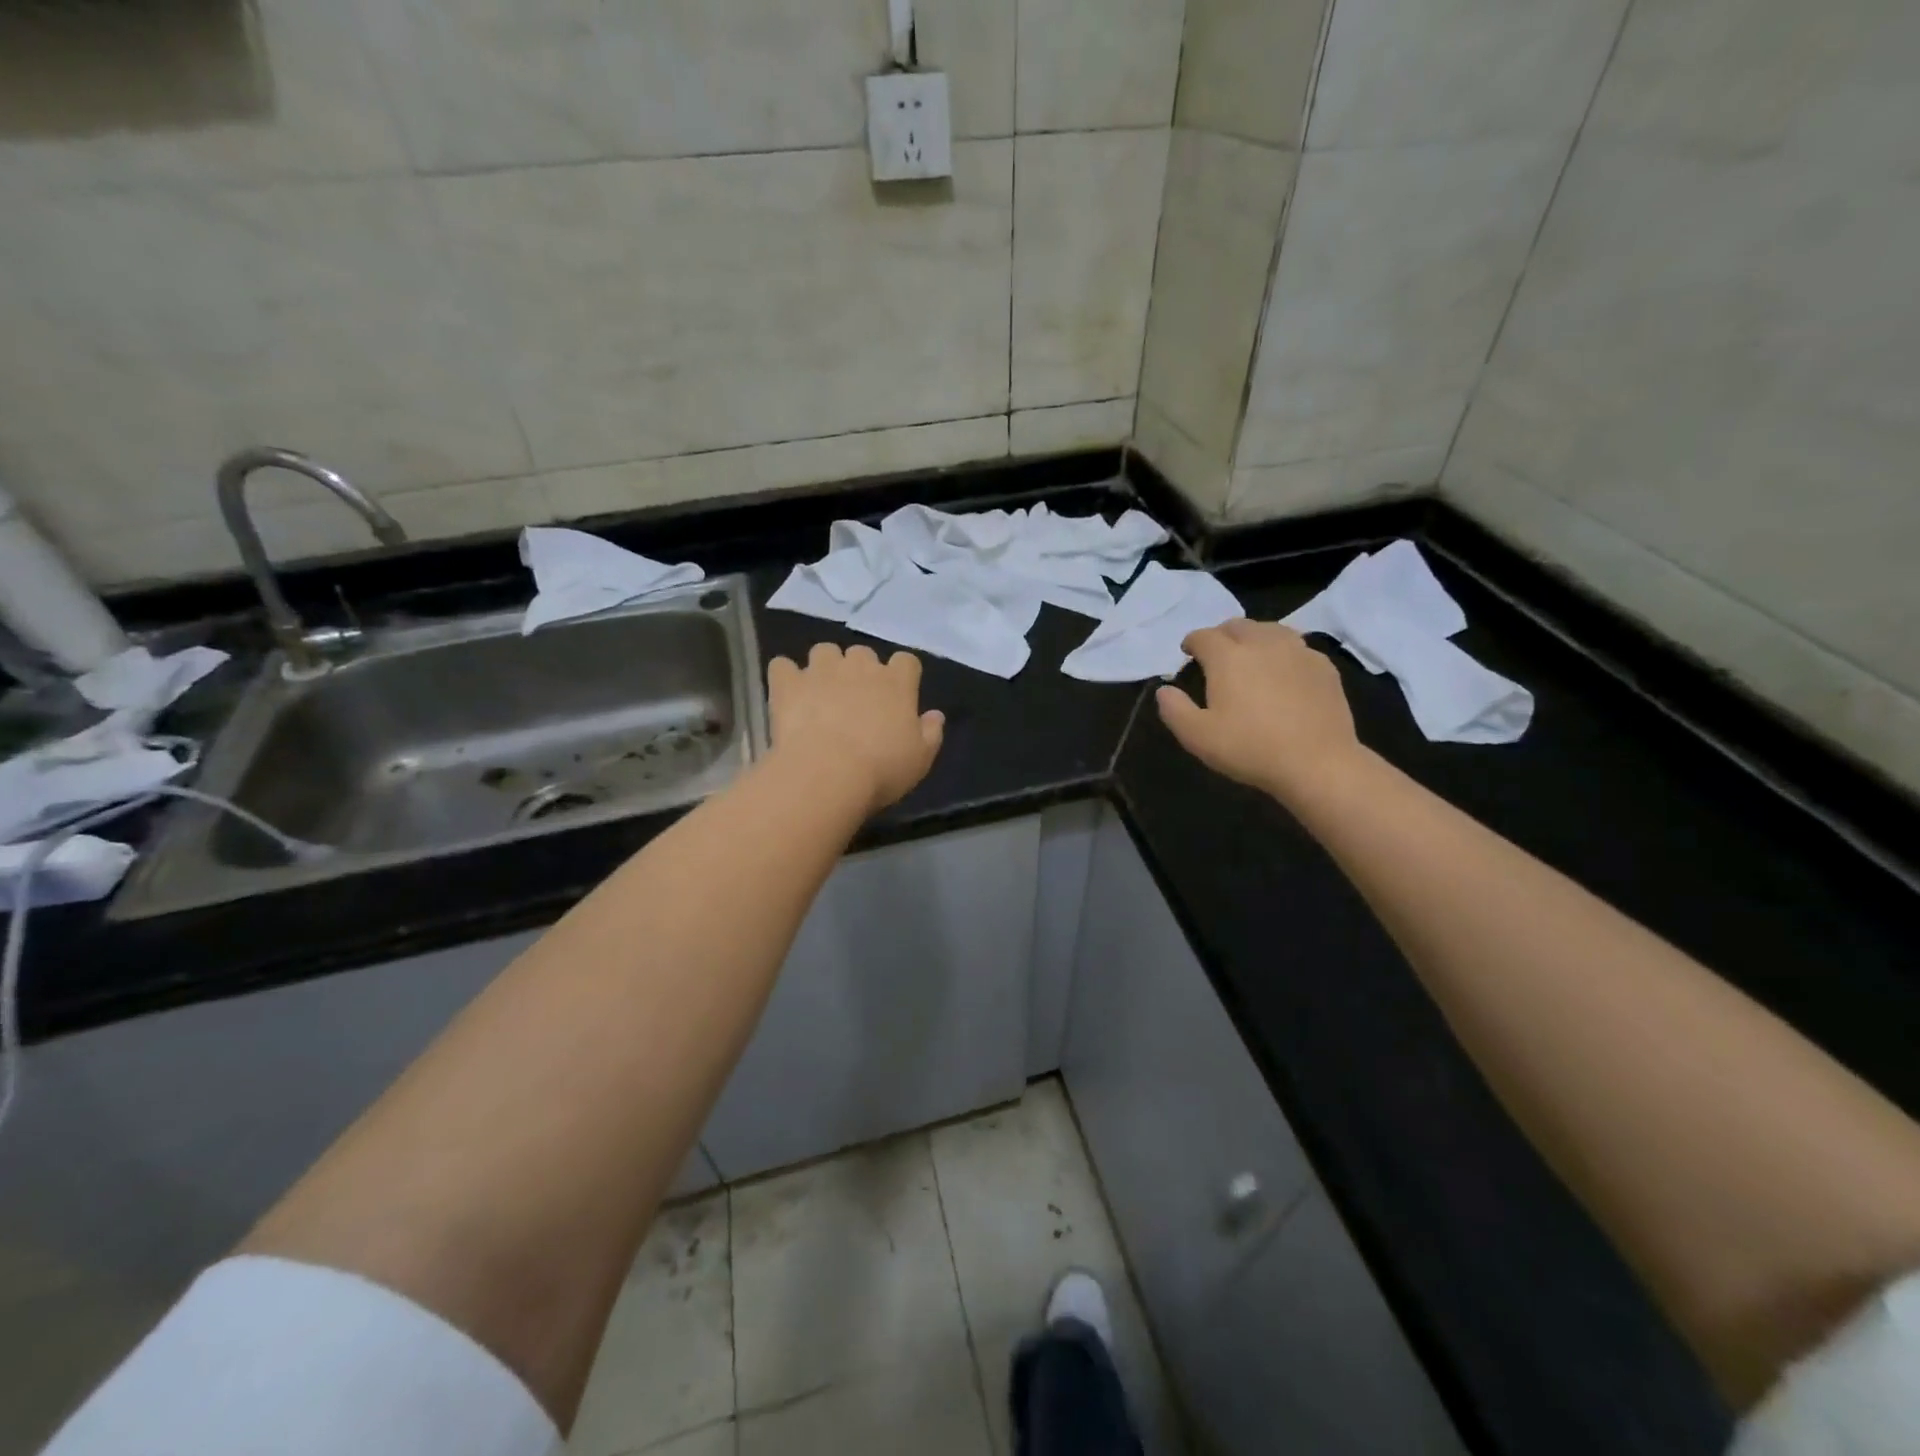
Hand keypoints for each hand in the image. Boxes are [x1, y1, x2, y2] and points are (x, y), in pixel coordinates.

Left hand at [766, 643, 944, 814]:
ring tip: (820, 692)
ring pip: (824, 651)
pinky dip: (785, 676)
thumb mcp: (920, 759)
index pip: (906, 661)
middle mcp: (860, 667)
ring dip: (824, 666)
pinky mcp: (789, 683)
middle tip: (855, 699)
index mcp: (897, 683)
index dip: (902, 674)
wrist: (827, 774)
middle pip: (862, 653)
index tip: (898, 694)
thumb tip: (935, 715)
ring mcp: (821, 671)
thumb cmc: (881, 769)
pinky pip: (782, 666)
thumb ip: (930, 733)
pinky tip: (787, 694)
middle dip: (859, 670)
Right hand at [1156, 619, 1360, 803]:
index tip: (1188, 654)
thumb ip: (1174, 709)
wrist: (1317, 763)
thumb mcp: (1197, 737)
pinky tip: (1283, 672)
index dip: (1191, 642)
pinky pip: (1297, 646)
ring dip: (1254, 637)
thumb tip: (1164, 690)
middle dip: (1222, 635)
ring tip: (1250, 657)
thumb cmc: (1250, 748)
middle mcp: (1262, 643)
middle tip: (1217, 655)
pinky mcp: (1323, 665)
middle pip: (1237, 625)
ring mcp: (1297, 651)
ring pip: (1270, 629)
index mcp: (1228, 657)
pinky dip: (1282, 652)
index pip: (1203, 636)